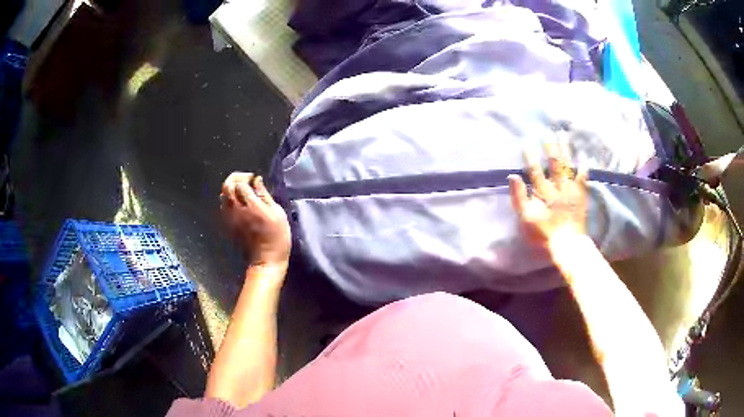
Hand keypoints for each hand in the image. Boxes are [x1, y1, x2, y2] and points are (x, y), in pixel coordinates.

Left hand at [220, 173, 290, 267]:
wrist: (266, 259)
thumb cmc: (277, 236)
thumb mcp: (278, 213)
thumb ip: (265, 195)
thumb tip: (257, 180)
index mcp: (251, 205)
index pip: (240, 183)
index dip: (247, 178)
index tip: (255, 181)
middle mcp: (237, 209)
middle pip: (227, 186)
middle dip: (235, 179)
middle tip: (245, 182)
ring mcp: (230, 218)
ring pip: (222, 195)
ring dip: (231, 190)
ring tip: (242, 193)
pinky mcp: (228, 225)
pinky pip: (223, 206)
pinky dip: (228, 201)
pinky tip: (239, 205)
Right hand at [508, 140, 587, 245]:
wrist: (567, 244)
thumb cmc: (544, 233)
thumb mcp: (525, 218)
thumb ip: (518, 197)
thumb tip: (512, 176)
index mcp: (543, 193)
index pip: (535, 171)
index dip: (531, 158)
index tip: (526, 145)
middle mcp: (558, 187)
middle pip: (554, 164)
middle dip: (551, 147)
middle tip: (548, 132)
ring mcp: (571, 190)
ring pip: (568, 166)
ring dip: (566, 150)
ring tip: (564, 135)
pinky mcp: (581, 196)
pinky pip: (583, 179)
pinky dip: (584, 168)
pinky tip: (585, 157)